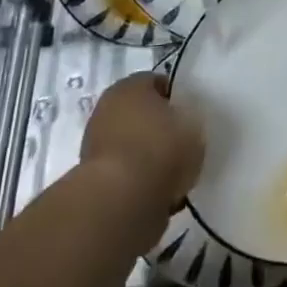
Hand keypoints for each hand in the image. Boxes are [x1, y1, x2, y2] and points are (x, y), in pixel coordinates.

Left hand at [78, 73, 204, 241]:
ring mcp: (96, 145)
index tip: (190, 116)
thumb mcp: (192, 126)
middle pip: (141, 114)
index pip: (158, 83)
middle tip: (182, 144)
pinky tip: (159, 195)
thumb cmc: (159, 149)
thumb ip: (189, 119)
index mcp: (130, 86)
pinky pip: (127, 174)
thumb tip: (183, 125)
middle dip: (159, 128)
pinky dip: (140, 182)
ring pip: (133, 146)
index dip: (176, 98)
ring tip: (174, 175)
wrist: (119, 203)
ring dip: (148, 157)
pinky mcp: (93, 180)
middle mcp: (107, 109)